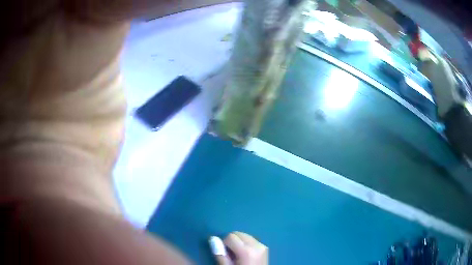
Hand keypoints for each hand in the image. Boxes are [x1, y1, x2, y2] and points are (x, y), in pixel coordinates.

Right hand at [211, 232, 267, 264]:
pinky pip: (251, 240)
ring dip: (238, 242)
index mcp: (247, 251)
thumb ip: (220, 254)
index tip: (225, 254)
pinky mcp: (265, 247)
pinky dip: (245, 244)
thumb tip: (213, 238)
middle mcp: (257, 245)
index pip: (230, 236)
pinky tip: (245, 255)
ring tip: (238, 255)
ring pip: (245, 235)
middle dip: (231, 241)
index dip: (224, 244)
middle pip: (238, 234)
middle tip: (231, 255)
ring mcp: (262, 246)